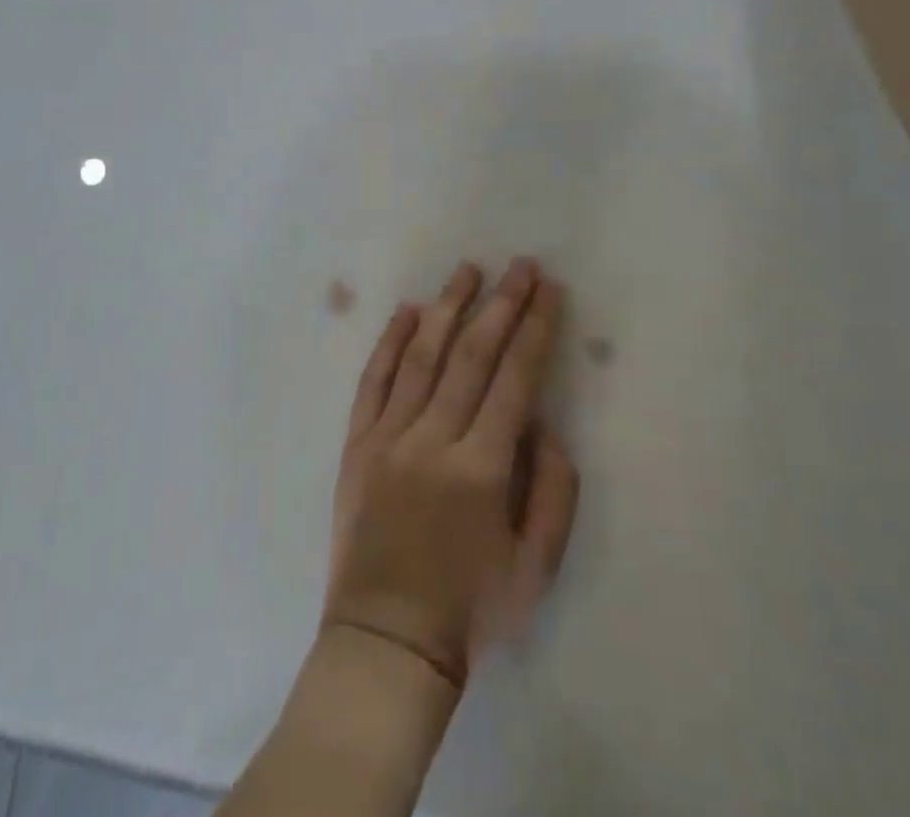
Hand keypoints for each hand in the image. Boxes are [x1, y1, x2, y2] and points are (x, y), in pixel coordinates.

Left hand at [324, 259, 579, 687]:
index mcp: (481, 467)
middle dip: (501, 304)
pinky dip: (390, 342)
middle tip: (521, 266)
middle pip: (472, 354)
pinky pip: (373, 381)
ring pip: (421, 355)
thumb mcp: (536, 567)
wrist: (385, 644)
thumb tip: (544, 425)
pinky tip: (408, 311)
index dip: (535, 330)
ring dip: (448, 307)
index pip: (515, 379)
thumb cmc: (469, 610)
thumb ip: (552, 491)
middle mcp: (433, 439)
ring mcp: (388, 436)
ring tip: (468, 271)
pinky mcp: (356, 444)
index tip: (549, 292)